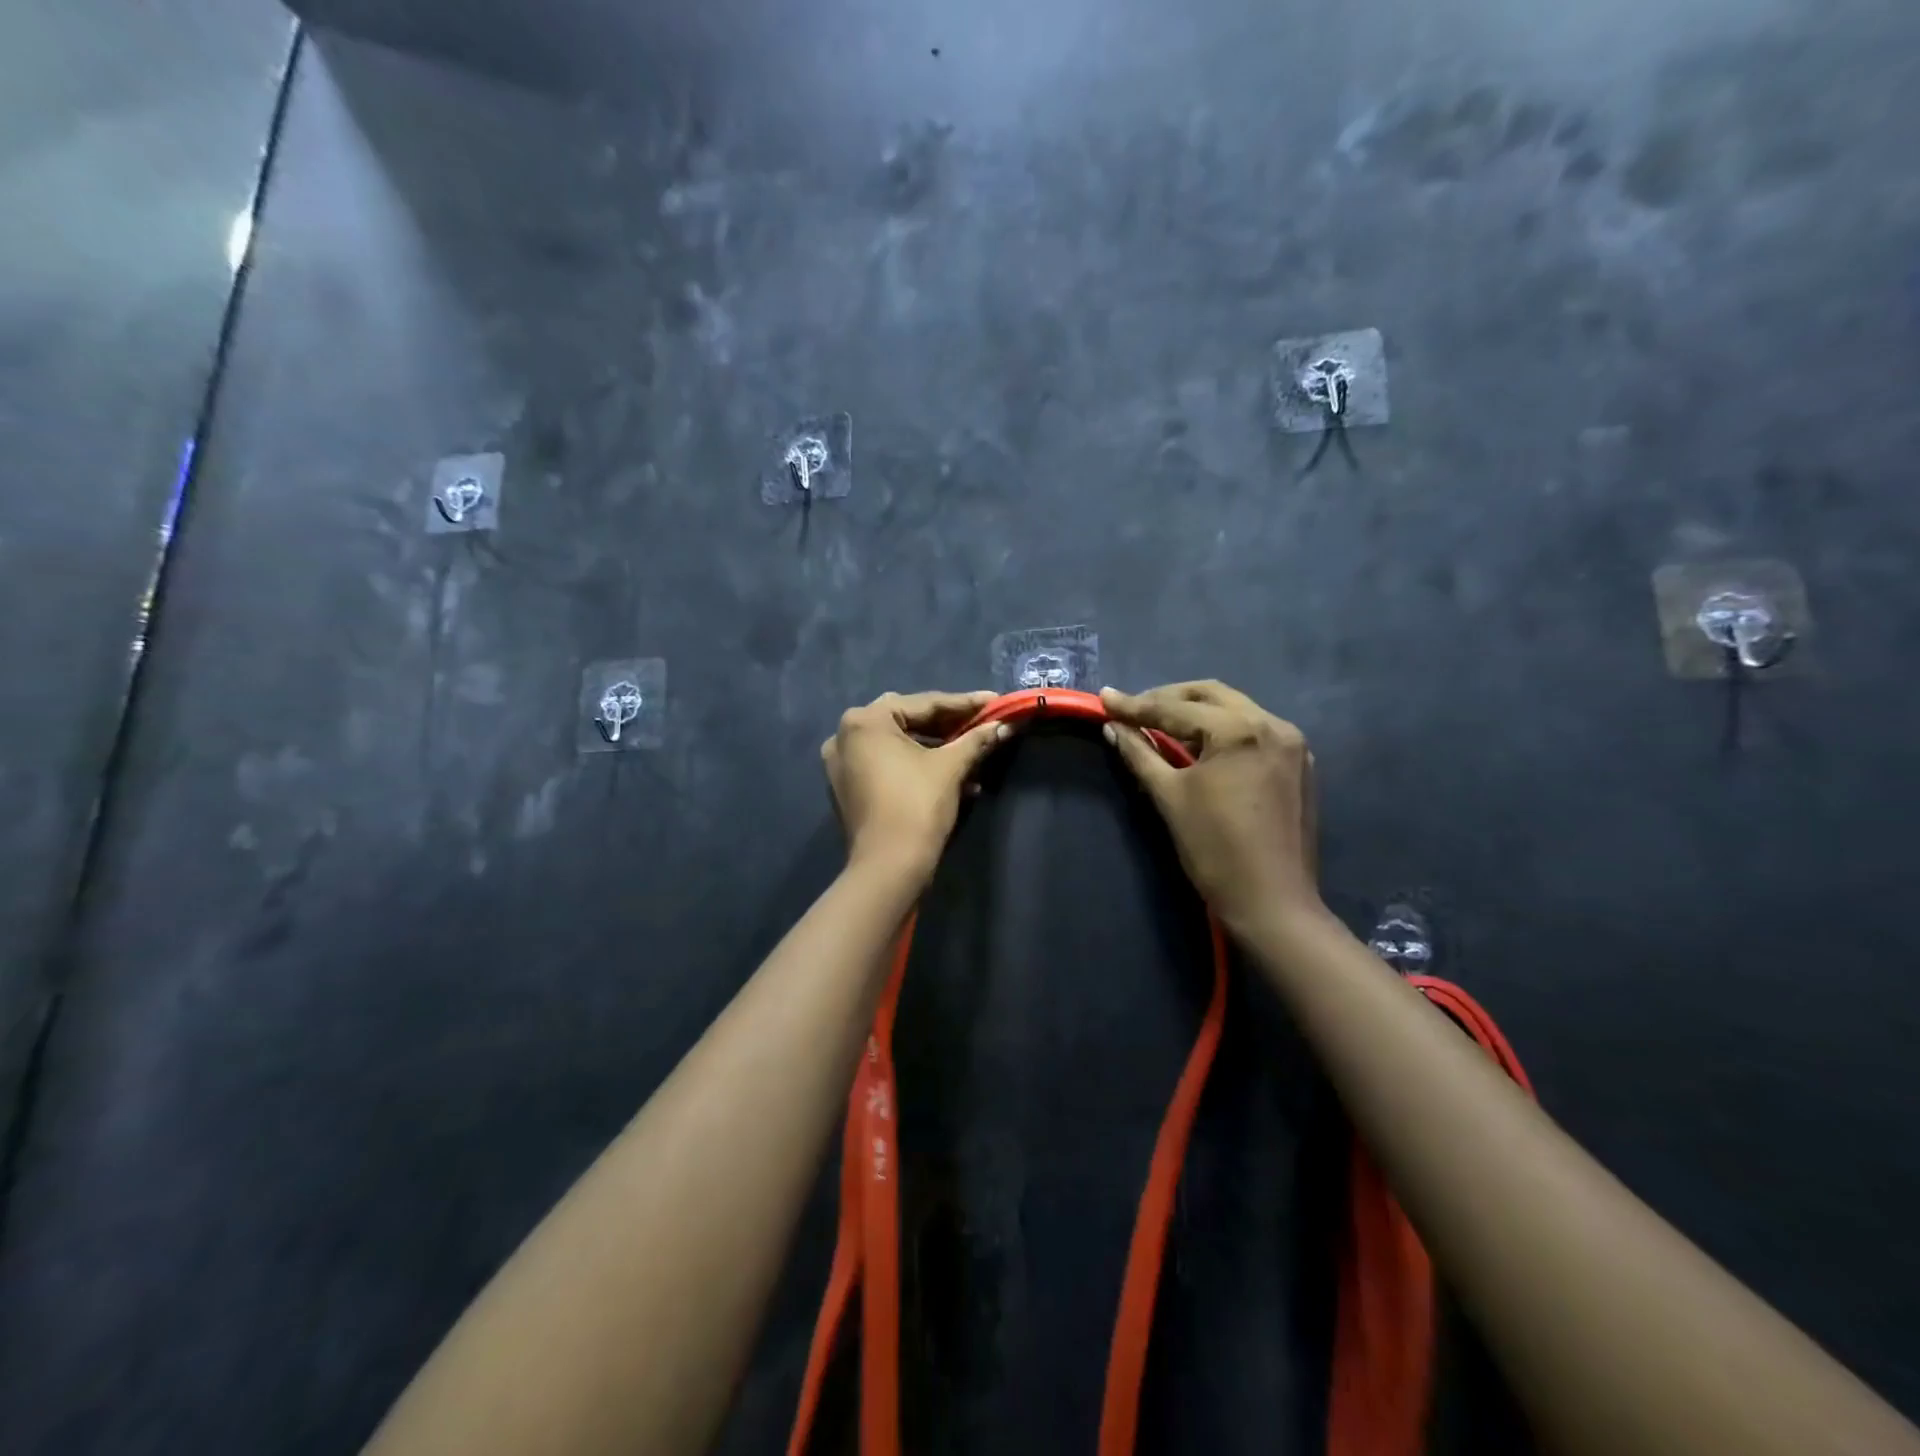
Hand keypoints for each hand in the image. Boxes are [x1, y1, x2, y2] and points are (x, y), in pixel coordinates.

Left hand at [822, 690, 1011, 882]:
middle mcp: (845, 735)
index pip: (924, 703)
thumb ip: (976, 739)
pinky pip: (888, 766)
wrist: (888, 867)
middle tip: (983, 723)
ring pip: (899, 746)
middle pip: (909, 721)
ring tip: (975, 757)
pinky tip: (955, 780)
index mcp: (865, 720)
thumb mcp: (951, 767)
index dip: (965, 703)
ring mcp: (842, 764)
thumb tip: (1005, 725)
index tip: (995, 701)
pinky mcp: (848, 788)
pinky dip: (917, 767)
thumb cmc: (917, 806)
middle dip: (950, 725)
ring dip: (938, 750)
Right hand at [1100, 681, 1321, 934]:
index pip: (1177, 708)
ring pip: (1235, 710)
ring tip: (1160, 725)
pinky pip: (1253, 731)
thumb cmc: (1215, 850)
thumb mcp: (1170, 797)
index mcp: (1242, 730)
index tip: (1104, 698)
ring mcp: (1292, 744)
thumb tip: (1113, 726)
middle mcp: (1273, 725)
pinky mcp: (1299, 764)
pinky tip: (1200, 746)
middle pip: (1211, 695)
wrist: (1272, 903)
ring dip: (1196, 713)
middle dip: (1169, 698)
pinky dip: (1222, 731)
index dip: (1136, 705)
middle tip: (1133, 710)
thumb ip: (1139, 754)